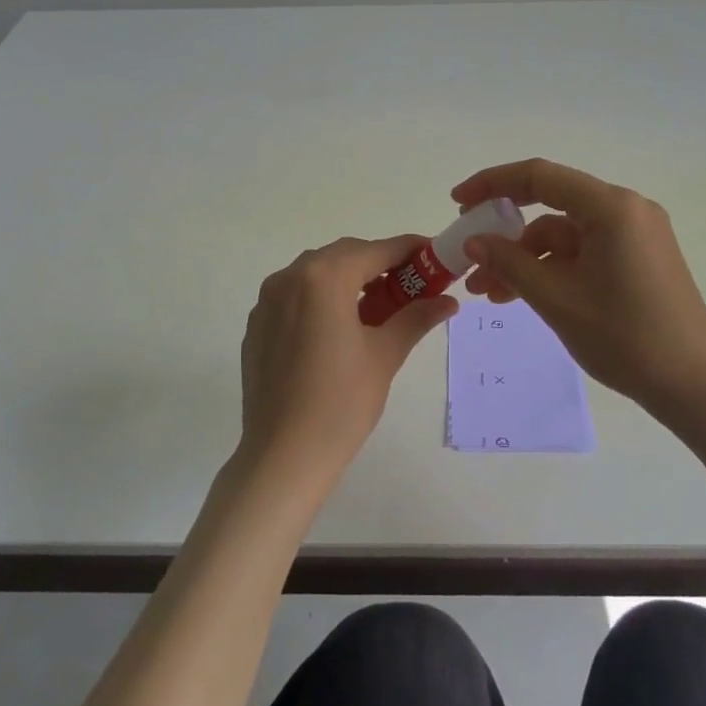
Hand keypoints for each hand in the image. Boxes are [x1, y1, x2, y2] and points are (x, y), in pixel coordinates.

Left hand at [238, 235, 457, 494]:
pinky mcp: (257, 325)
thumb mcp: (384, 355)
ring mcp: (267, 301)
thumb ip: (415, 317)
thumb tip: (448, 301)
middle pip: (344, 256)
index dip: (409, 250)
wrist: (282, 455)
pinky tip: (339, 328)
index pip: (376, 250)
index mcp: (323, 278)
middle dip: (379, 265)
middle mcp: (289, 277)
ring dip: (349, 280)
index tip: (434, 256)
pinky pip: (295, 297)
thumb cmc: (341, 403)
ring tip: (378, 308)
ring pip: (316, 274)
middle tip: (411, 286)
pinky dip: (322, 299)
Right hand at [451, 159, 705, 421]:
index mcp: (611, 208)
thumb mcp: (556, 299)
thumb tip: (474, 241)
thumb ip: (509, 263)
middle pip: (550, 205)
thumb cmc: (625, 337)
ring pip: (563, 235)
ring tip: (490, 294)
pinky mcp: (638, 259)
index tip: (457, 203)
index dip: (492, 184)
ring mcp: (634, 235)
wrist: (695, 385)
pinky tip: (523, 295)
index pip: (539, 177)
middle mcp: (626, 210)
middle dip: (505, 233)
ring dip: (525, 259)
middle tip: (469, 256)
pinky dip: (551, 269)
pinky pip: (583, 252)